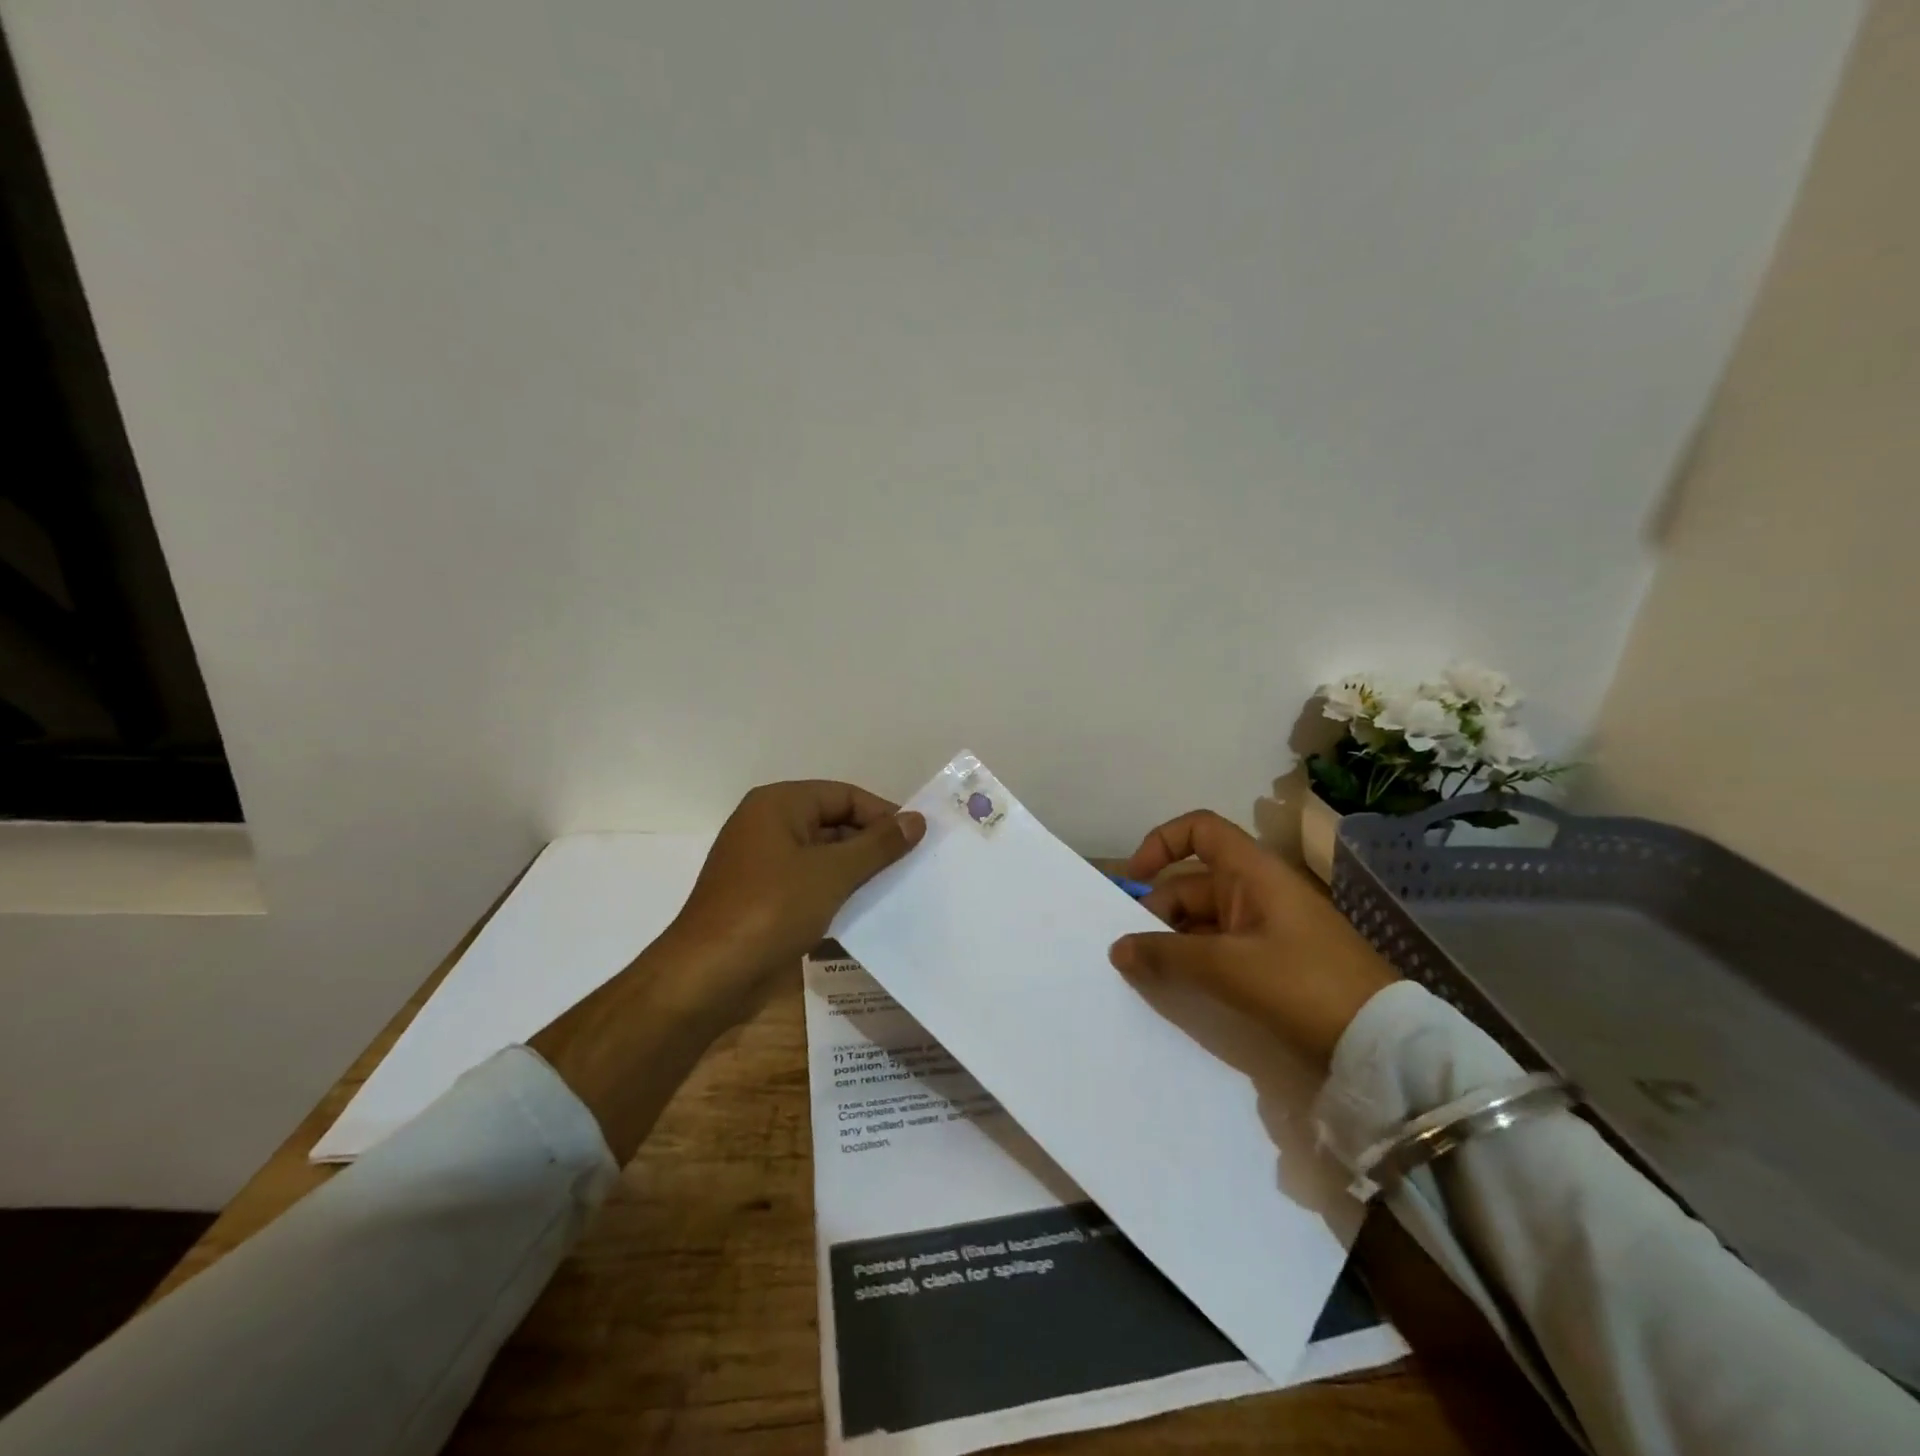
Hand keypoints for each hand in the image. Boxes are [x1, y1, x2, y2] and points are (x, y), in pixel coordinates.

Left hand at [663, 780, 925, 1023]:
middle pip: (833, 823)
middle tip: (913, 867)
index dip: (883, 814)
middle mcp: (768, 825)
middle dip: (871, 844)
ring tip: (897, 889)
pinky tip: (866, 911)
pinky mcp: (763, 898)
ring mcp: (763, 864)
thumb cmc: (771, 910)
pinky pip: (809, 883)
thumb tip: (917, 819)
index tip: (918, 840)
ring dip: (857, 871)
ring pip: (823, 856)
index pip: (844, 795)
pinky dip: (836, 892)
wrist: (708, 977)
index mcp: (778, 805)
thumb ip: (878, 845)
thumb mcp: (832, 873)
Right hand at [1108, 810, 1397, 1065]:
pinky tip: (1179, 987)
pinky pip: (1221, 948)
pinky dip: (1196, 961)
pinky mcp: (1274, 961)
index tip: (1134, 880)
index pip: (1200, 831)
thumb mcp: (1227, 967)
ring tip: (1148, 975)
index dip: (1162, 843)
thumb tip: (1117, 948)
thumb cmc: (1303, 985)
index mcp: (1253, 872)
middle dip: (1158, 911)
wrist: (1382, 1043)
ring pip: (1203, 920)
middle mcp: (1257, 890)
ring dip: (1174, 941)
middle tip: (1133, 952)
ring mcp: (1267, 927)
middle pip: (1192, 882)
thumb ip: (1166, 955)